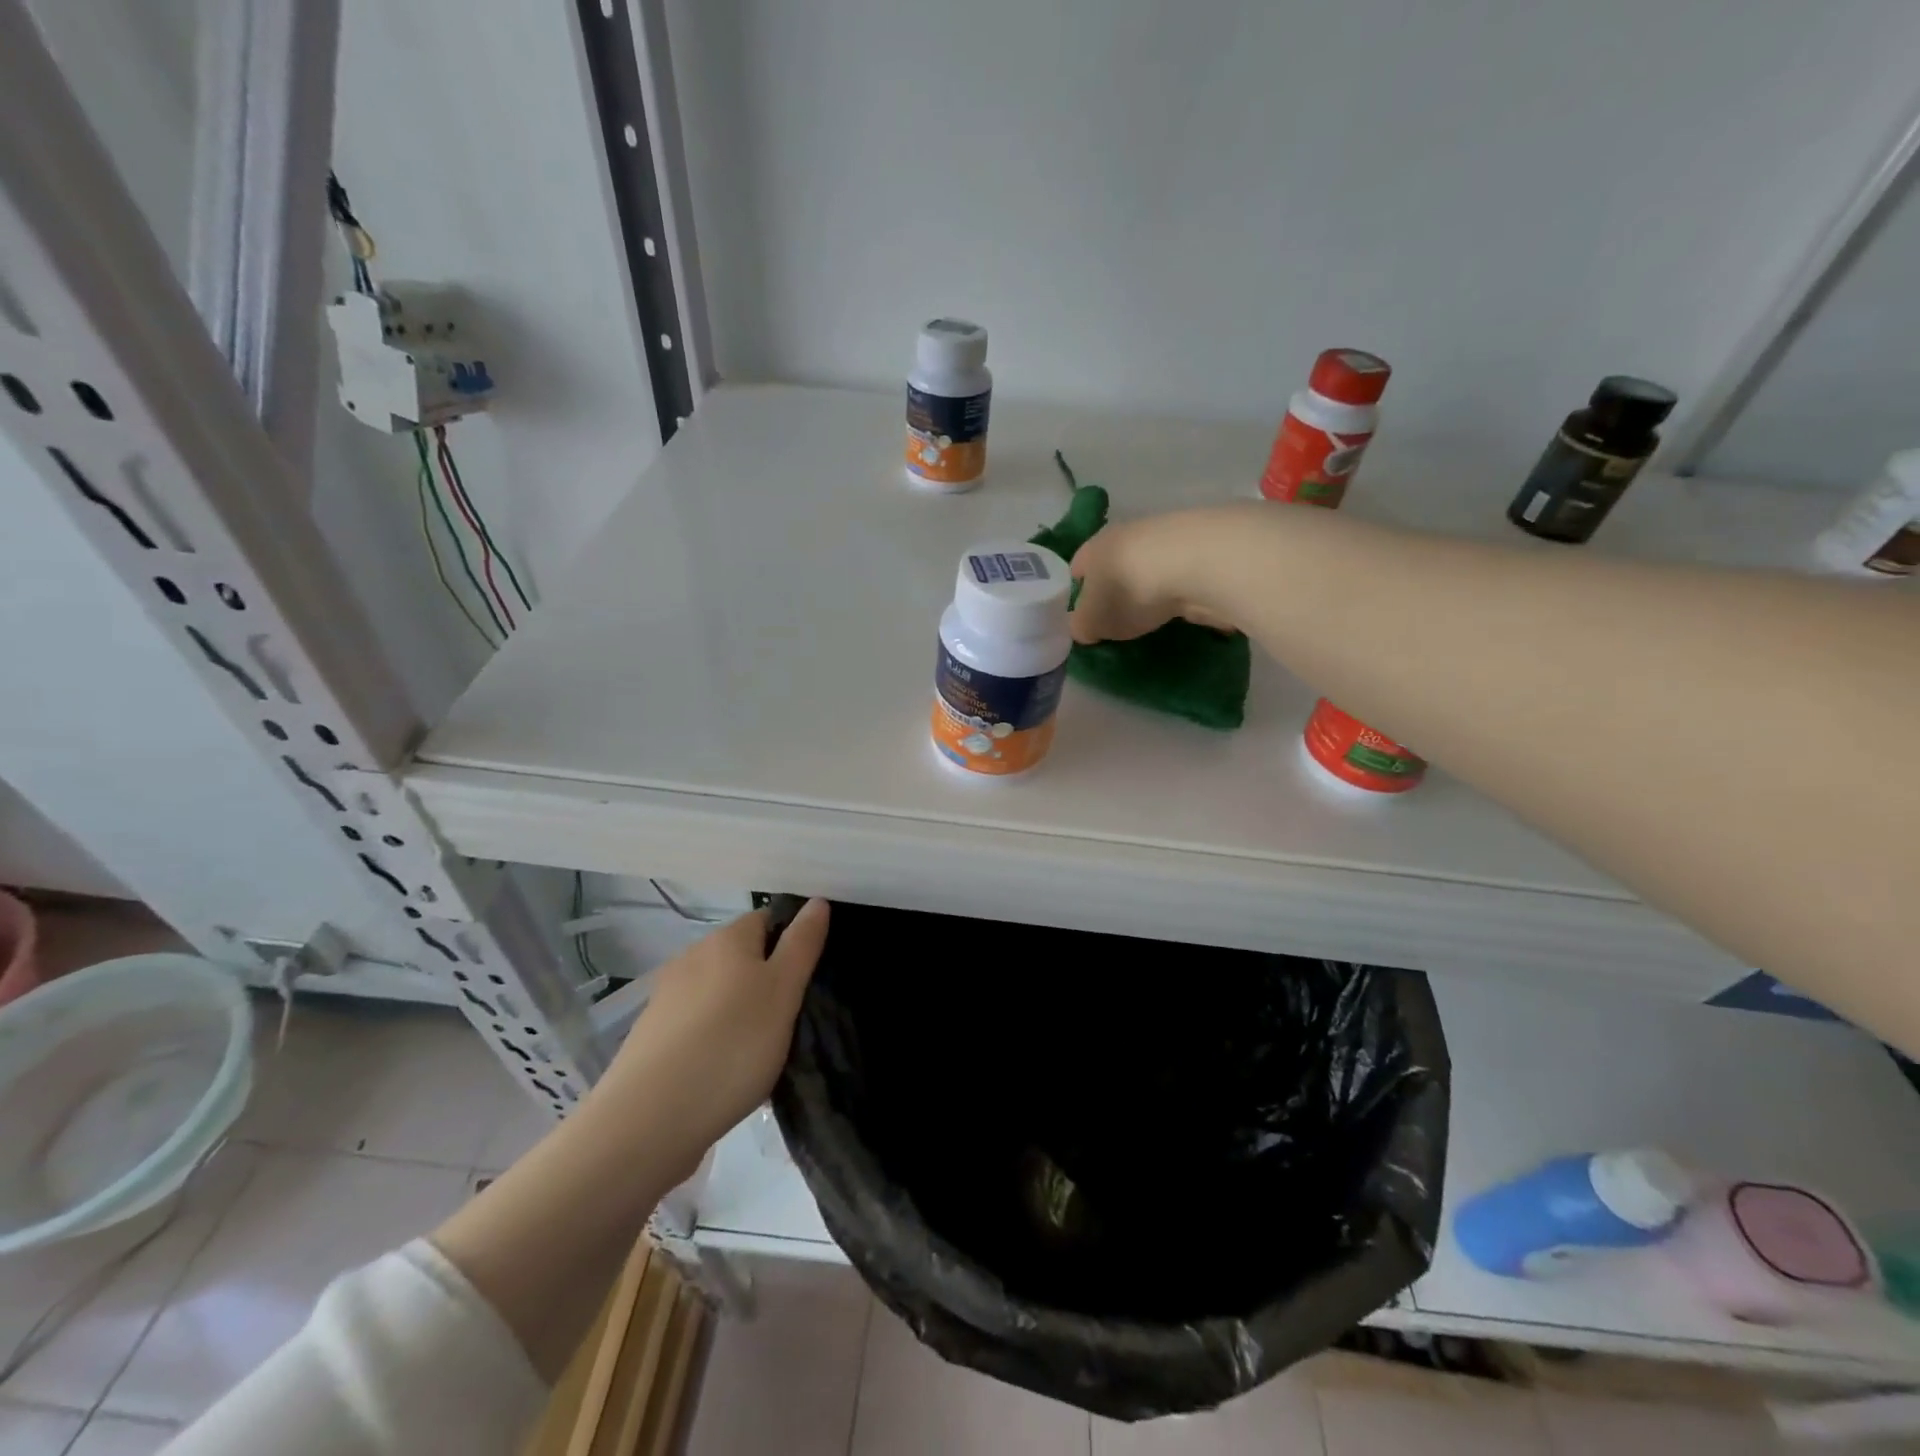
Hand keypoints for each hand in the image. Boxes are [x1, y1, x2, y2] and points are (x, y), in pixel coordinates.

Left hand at [587, 898, 830, 1182]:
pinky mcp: (651, 1036)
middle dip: (766, 980)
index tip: (809, 978)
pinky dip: (715, 1039)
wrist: (648, 1120)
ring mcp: (666, 998)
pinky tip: (726, 1072)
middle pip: (741, 956)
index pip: (767, 919)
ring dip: (741, 1011)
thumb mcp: (783, 991)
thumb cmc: (731, 1045)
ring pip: (718, 993)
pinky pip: (697, 1025)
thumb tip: (816, 901)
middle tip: (791, 1019)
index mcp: (726, 939)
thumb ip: (802, 944)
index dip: (791, 941)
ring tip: (762, 1052)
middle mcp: (692, 957)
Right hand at [1069, 508, 1244, 643]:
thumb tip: (1084, 628)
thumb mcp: (1091, 621)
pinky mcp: (1202, 551)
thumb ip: (1081, 626)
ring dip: (1151, 591)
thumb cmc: (1128, 590)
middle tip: (1118, 622)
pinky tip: (1184, 614)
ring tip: (1154, 621)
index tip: (1086, 618)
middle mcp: (1128, 534)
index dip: (1078, 593)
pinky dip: (1181, 594)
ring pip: (1150, 569)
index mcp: (1095, 547)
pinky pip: (1182, 578)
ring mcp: (1168, 539)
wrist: (1196, 563)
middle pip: (1115, 565)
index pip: (1078, 568)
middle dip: (1117, 591)